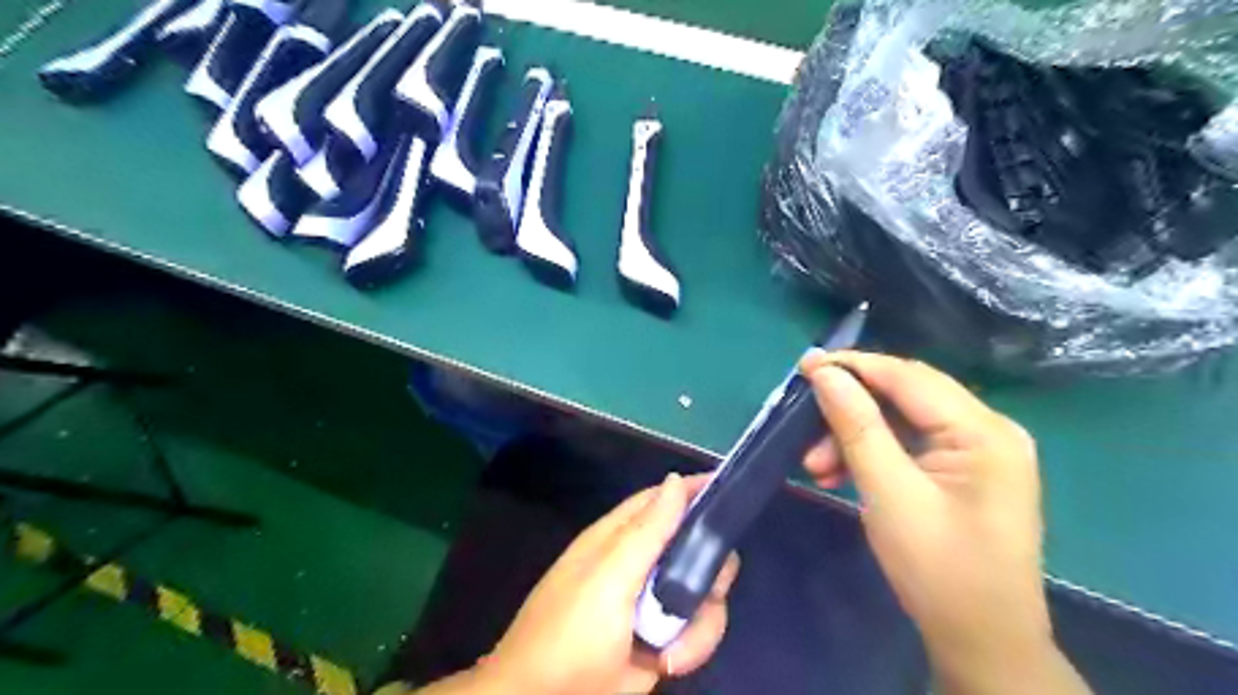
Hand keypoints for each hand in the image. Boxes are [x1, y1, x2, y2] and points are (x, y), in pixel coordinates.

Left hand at [480, 473, 732, 694]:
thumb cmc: (572, 632)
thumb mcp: (609, 578)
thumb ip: (647, 531)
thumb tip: (677, 479)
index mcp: (620, 537)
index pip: (663, 499)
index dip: (695, 491)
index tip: (730, 492)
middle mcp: (642, 562)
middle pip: (696, 547)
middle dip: (708, 572)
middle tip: (705, 591)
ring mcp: (655, 601)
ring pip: (704, 592)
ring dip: (699, 624)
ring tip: (672, 649)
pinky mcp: (666, 636)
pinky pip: (699, 629)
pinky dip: (692, 648)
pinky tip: (668, 663)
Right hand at [798, 353, 1084, 693]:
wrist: (982, 643)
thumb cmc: (938, 569)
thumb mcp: (888, 492)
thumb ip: (856, 425)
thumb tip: (824, 372)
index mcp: (983, 431)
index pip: (908, 377)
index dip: (853, 366)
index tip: (804, 365)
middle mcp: (988, 430)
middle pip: (905, 397)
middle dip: (850, 412)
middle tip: (803, 431)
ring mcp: (979, 452)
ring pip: (902, 423)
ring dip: (855, 437)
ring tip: (816, 467)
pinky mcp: (964, 472)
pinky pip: (910, 446)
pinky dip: (872, 455)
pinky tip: (840, 475)